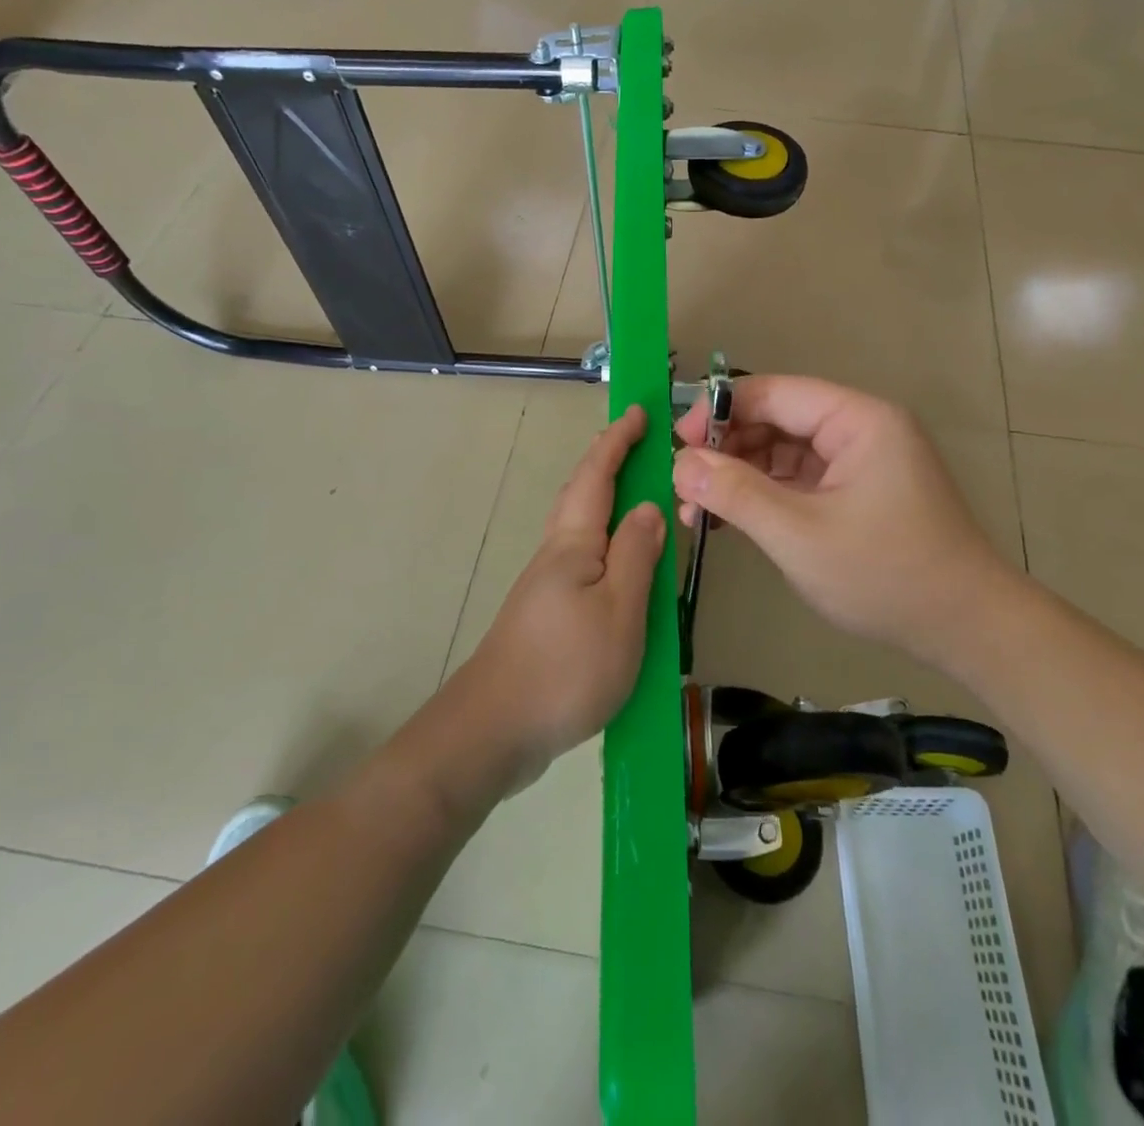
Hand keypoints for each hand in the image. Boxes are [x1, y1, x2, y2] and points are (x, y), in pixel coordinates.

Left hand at [451, 406, 666, 791]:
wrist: (494, 730)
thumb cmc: (566, 667)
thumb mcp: (620, 611)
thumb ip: (637, 556)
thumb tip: (650, 506)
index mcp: (574, 544)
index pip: (597, 476)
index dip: (618, 441)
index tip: (639, 412)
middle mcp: (555, 554)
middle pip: (581, 495)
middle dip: (608, 462)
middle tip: (640, 444)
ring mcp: (546, 585)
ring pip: (580, 528)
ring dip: (607, 501)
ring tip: (639, 498)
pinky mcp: (545, 614)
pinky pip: (582, 560)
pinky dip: (605, 543)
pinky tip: (620, 565)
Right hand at [673, 376, 1008, 662]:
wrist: (965, 628)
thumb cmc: (885, 575)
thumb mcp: (799, 534)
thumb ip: (736, 493)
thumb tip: (681, 463)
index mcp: (858, 419)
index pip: (774, 393)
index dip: (719, 411)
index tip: (676, 444)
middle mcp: (860, 429)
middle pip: (777, 419)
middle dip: (726, 450)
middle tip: (683, 486)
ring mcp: (859, 461)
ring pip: (783, 452)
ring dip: (739, 476)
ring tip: (696, 511)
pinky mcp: (856, 492)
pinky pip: (798, 480)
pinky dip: (763, 496)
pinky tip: (728, 521)